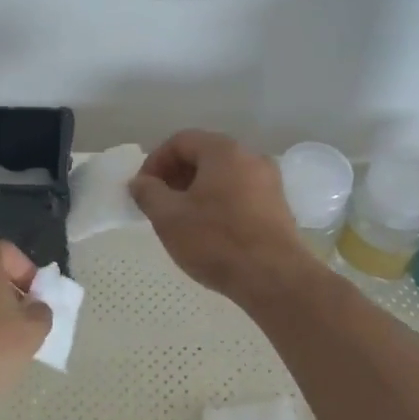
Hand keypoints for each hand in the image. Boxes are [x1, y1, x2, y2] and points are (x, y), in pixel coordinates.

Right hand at [129, 130, 310, 300]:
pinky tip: (209, 231)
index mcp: (224, 151)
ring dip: (196, 191)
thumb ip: (148, 193)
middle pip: (204, 155)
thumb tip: (140, 182)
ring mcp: (269, 182)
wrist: (274, 279)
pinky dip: (218, 202)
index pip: (180, 141)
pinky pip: (239, 193)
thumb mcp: (169, 217)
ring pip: (222, 175)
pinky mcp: (278, 206)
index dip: (155, 161)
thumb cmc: (216, 241)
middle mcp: (251, 157)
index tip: (142, 189)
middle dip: (175, 176)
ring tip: (181, 219)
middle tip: (159, 204)